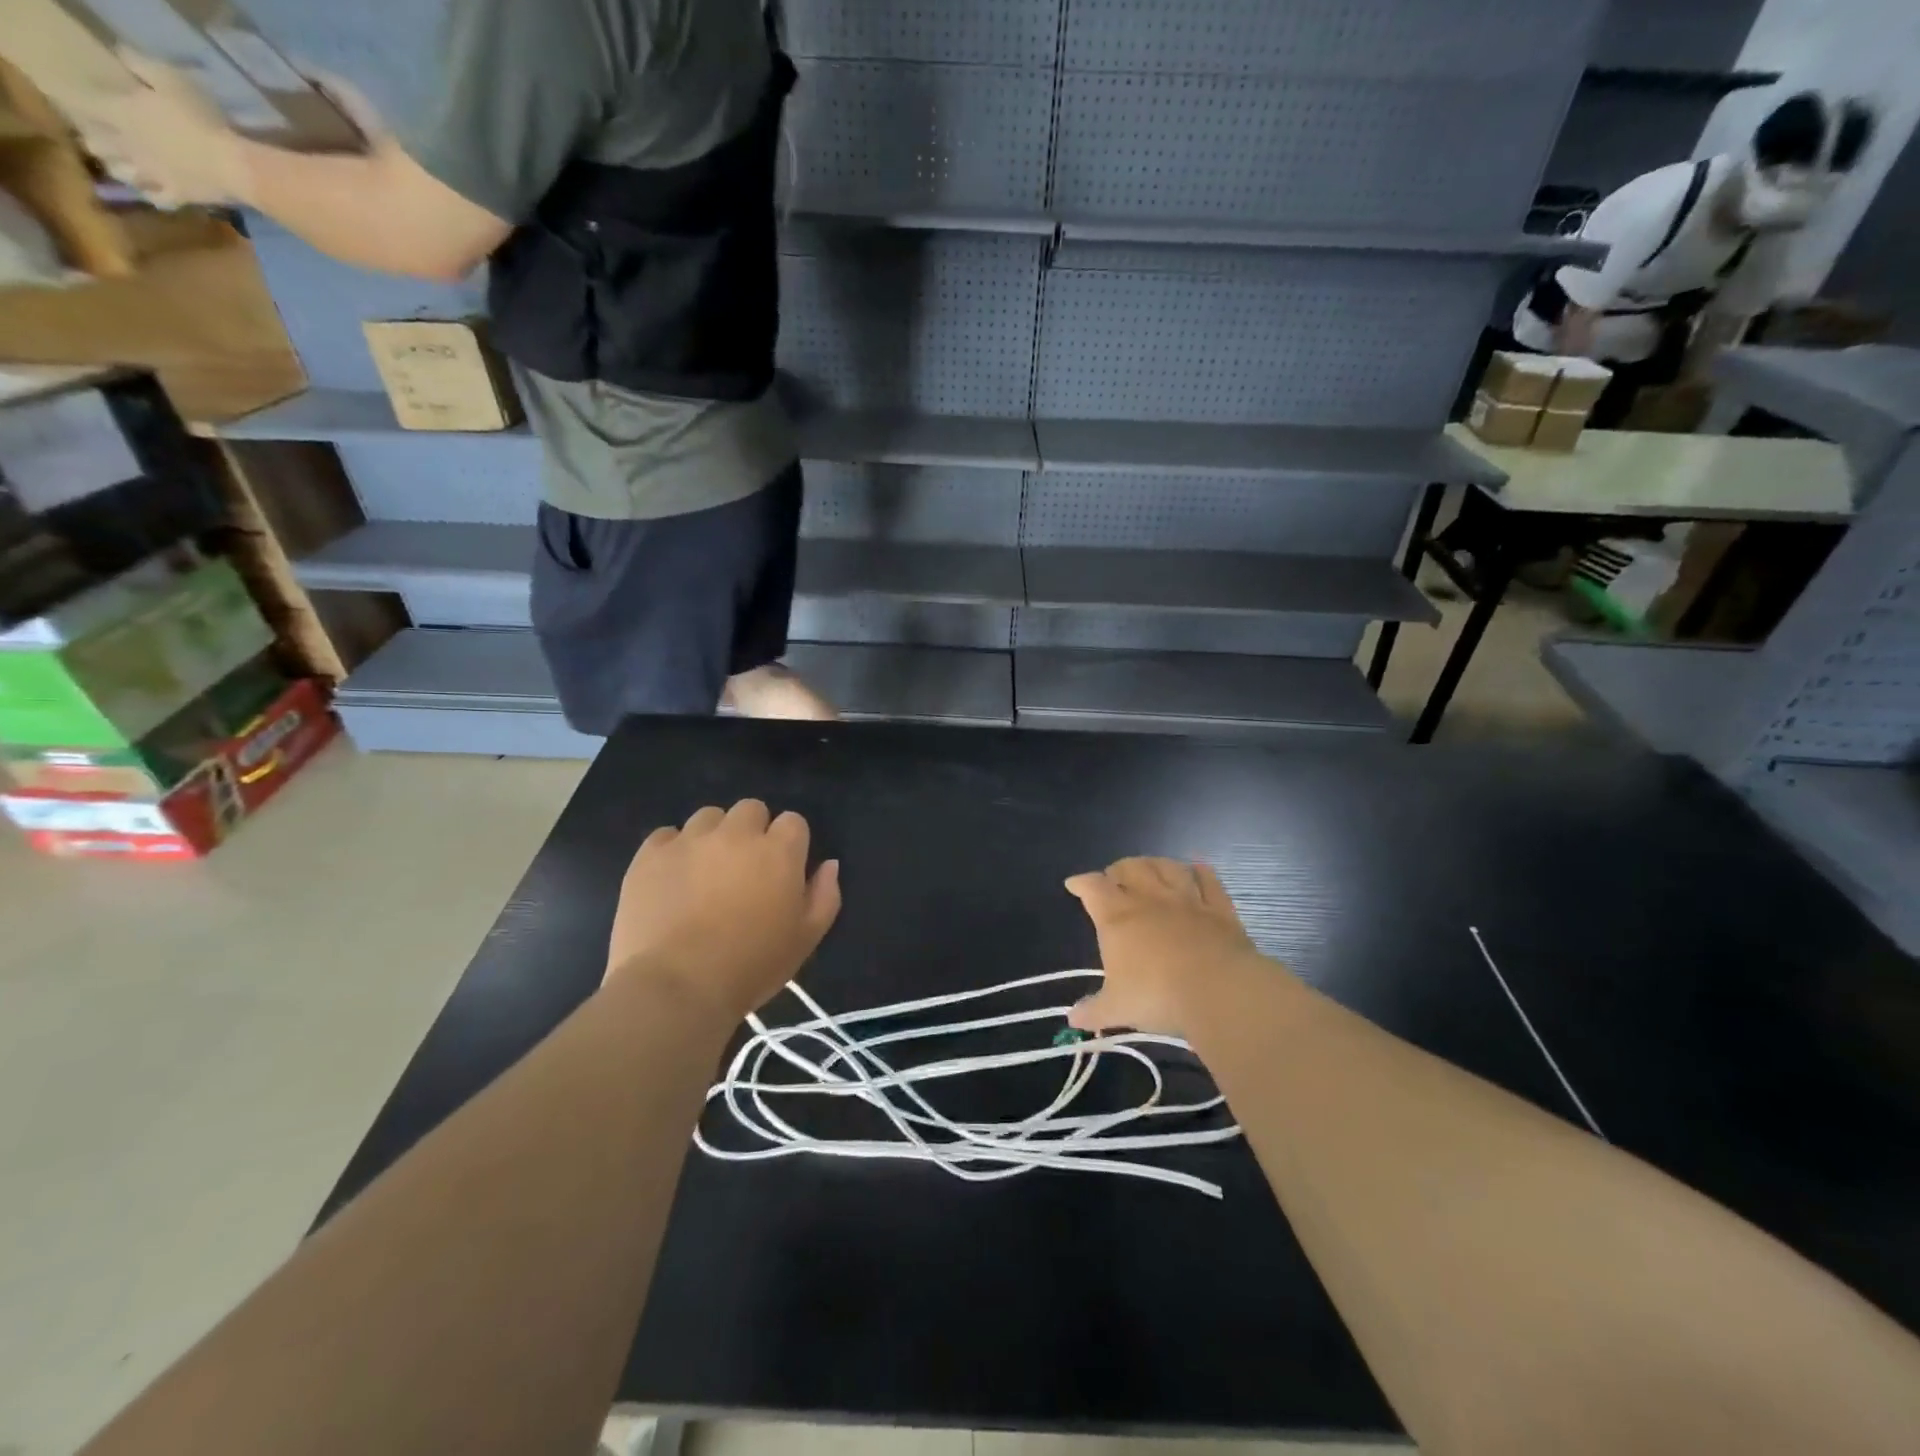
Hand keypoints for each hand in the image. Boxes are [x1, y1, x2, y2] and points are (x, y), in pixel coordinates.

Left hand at [80, 51, 245, 206]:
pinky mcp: (178, 195)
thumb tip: (123, 55)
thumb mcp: (171, 80)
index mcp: (121, 113)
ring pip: (123, 173)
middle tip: (102, 138)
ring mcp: (153, 174)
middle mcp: (128, 145)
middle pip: (97, 145)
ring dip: (121, 169)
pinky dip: (153, 196)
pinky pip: (159, 199)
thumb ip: (141, 65)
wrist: (237, 167)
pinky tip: (155, 193)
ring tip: (125, 168)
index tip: (82, 99)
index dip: (80, 101)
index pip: (85, 104)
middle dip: (97, 140)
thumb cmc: (203, 121)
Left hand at [606, 801, 840, 1026]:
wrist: (678, 986)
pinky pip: (667, 834)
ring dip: (713, 835)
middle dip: (752, 831)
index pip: (793, 822)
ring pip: (708, 816)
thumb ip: (824, 895)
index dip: (790, 843)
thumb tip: (828, 864)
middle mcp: (737, 833)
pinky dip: (673, 849)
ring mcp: (690, 840)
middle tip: (745, 868)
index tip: (782, 870)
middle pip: (751, 809)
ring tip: (705, 871)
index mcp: (779, 851)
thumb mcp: (806, 939)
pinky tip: (672, 878)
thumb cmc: (752, 965)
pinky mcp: (651, 854)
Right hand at [1065, 858, 1268, 1037]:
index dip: (1081, 883)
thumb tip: (1072, 1019)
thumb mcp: (1118, 1008)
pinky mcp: (1219, 908)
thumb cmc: (1157, 995)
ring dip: (1155, 864)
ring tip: (1150, 868)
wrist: (1219, 991)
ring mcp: (1187, 900)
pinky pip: (1209, 880)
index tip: (1074, 885)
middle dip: (1118, 870)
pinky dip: (1201, 872)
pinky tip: (1198, 869)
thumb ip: (1094, 1010)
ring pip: (1167, 867)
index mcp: (1117, 917)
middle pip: (1130, 868)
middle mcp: (1149, 899)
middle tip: (1115, 879)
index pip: (1093, 887)